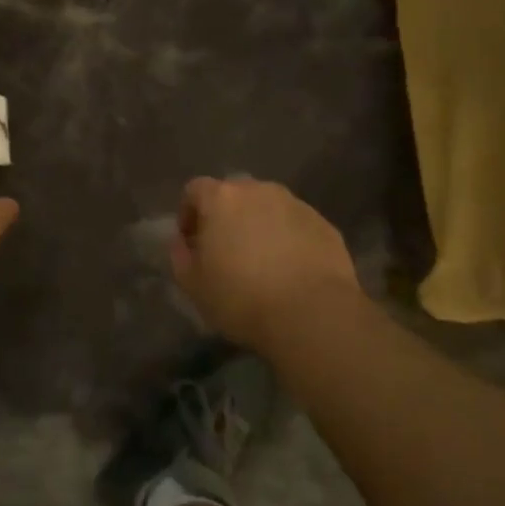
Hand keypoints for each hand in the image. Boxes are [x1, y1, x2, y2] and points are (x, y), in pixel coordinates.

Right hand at [171, 176, 360, 348]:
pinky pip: (296, 225)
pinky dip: (288, 239)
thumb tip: (182, 242)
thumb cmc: (242, 298)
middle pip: (234, 194)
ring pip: (268, 208)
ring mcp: (297, 205)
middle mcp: (260, 191)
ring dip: (259, 225)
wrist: (312, 315)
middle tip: (225, 250)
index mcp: (222, 198)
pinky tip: (290, 270)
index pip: (195, 189)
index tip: (191, 241)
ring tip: (261, 261)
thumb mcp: (193, 285)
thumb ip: (180, 256)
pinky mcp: (325, 225)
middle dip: (226, 217)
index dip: (188, 213)